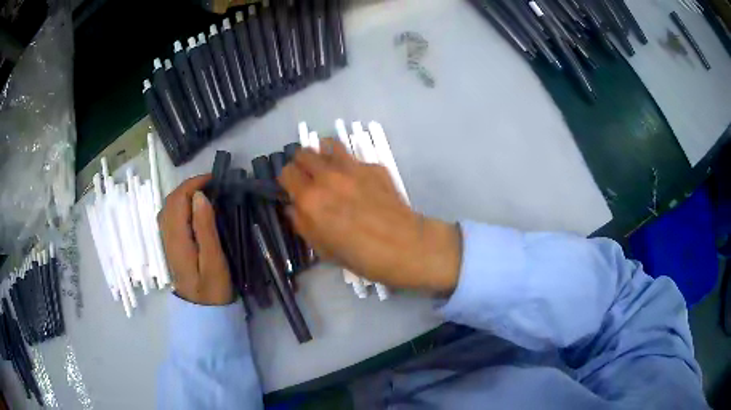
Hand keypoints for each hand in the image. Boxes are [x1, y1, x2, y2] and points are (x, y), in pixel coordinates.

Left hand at [158, 175, 233, 305]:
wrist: (202, 312)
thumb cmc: (212, 288)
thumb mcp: (214, 260)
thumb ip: (205, 228)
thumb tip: (199, 196)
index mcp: (177, 238)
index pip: (178, 200)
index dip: (194, 184)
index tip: (214, 179)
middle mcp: (167, 235)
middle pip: (170, 200)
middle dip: (189, 186)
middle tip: (212, 184)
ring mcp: (167, 241)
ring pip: (168, 207)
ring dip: (184, 194)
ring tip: (204, 193)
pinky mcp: (170, 245)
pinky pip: (169, 216)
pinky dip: (180, 205)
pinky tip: (192, 209)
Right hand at [279, 139, 461, 293]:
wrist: (402, 245)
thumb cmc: (359, 255)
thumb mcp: (321, 248)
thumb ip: (301, 223)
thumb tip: (293, 207)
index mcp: (310, 198)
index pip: (286, 172)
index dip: (286, 180)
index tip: (292, 188)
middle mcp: (327, 176)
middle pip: (303, 152)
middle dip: (302, 164)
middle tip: (309, 178)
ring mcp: (352, 167)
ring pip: (328, 144)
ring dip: (323, 154)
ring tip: (329, 169)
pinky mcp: (373, 166)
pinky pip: (353, 158)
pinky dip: (349, 165)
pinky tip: (359, 182)